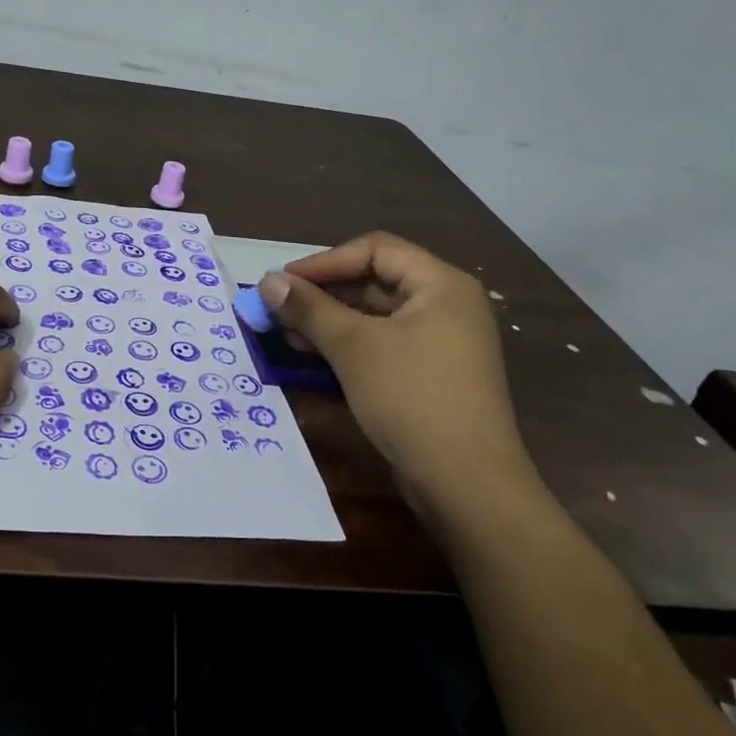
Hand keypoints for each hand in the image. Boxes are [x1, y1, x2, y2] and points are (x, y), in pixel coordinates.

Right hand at [259, 233, 543, 529]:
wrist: (468, 486)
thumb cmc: (412, 399)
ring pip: (376, 315)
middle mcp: (446, 305)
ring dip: (330, 320)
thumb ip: (308, 308)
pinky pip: (385, 343)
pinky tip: (314, 356)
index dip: (325, 261)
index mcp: (441, 284)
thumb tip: (266, 281)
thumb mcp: (353, 347)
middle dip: (324, 293)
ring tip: (288, 333)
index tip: (283, 281)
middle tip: (279, 307)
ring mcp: (442, 341)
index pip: (375, 250)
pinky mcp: (432, 374)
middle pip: (375, 280)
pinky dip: (350, 344)